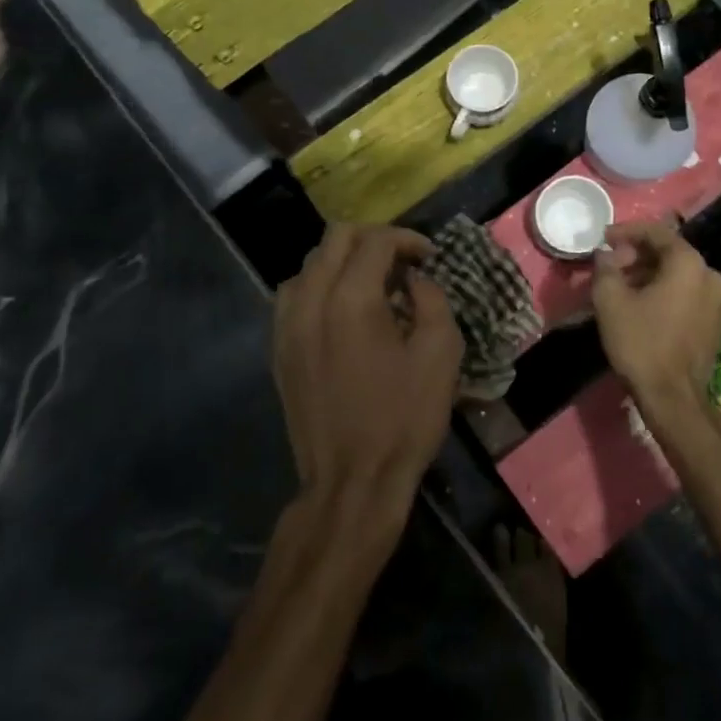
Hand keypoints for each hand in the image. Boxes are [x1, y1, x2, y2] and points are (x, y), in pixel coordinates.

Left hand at [273, 225, 462, 510]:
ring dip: (343, 261)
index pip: (376, 241)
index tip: (429, 257)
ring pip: (310, 263)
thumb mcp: (441, 354)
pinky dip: (319, 286)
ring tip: (372, 284)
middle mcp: (311, 301)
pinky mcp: (278, 348)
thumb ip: (432, 299)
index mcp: (352, 300)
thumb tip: (415, 279)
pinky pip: (293, 295)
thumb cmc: (404, 419)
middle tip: (402, 263)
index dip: (407, 239)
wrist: (352, 482)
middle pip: (335, 238)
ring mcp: (287, 325)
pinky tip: (341, 310)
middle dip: (373, 240)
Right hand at [591, 220, 720, 419]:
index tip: (603, 238)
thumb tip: (606, 254)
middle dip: (635, 255)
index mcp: (688, 263)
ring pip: (676, 274)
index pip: (656, 231)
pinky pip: (685, 293)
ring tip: (619, 286)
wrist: (673, 398)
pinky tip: (639, 304)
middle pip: (668, 252)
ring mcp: (717, 300)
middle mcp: (709, 274)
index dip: (626, 231)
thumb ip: (605, 267)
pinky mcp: (714, 321)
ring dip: (647, 274)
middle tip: (609, 266)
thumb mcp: (610, 300)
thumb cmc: (641, 343)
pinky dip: (662, 291)